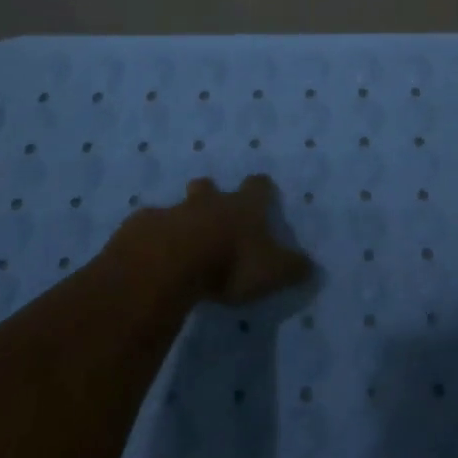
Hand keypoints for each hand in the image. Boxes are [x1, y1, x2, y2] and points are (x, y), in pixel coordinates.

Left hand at [139, 175, 313, 304]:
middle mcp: (211, 202)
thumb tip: (313, 267)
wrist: (171, 261)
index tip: (263, 191)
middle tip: (212, 208)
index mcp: (243, 207)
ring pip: (179, 206)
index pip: (258, 187)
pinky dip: (154, 238)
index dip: (261, 189)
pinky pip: (150, 229)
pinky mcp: (145, 228)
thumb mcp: (272, 271)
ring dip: (182, 217)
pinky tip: (153, 256)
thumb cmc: (230, 261)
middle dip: (211, 193)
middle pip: (210, 187)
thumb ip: (292, 268)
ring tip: (181, 239)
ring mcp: (175, 212)